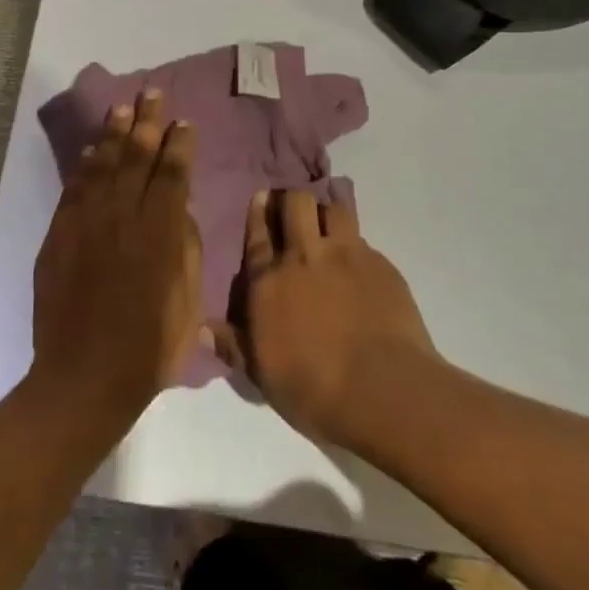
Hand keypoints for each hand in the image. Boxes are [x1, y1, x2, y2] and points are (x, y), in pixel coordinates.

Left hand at [31, 90, 202, 422]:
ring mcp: (85, 224)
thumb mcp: (187, 302)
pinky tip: (92, 151)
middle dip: (146, 122)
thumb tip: (178, 212)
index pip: (171, 174)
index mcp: (158, 233)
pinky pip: (74, 189)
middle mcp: (121, 217)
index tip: (184, 122)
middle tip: (152, 94)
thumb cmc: (148, 348)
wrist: (84, 377)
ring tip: (122, 109)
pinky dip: (84, 166)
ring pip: (102, 165)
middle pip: (135, 157)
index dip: (179, 144)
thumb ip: (185, 249)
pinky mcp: (59, 236)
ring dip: (113, 134)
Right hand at [207, 190, 437, 453]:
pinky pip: (362, 239)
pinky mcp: (380, 264)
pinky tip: (357, 265)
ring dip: (326, 212)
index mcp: (269, 281)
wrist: (385, 391)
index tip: (260, 198)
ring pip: (333, 209)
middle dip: (291, 200)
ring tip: (326, 228)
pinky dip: (355, 244)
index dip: (258, 212)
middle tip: (292, 211)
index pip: (258, 234)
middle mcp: (305, 257)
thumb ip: (234, 346)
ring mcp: (346, 255)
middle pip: (296, 203)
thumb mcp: (263, 375)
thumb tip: (203, 328)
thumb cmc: (315, 390)